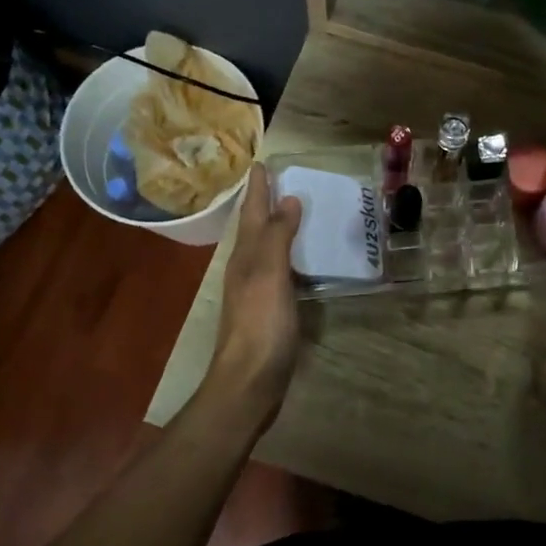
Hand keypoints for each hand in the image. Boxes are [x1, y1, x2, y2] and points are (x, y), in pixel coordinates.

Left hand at [207, 163, 302, 425]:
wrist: (250, 382)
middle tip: (279, 181)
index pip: (253, 213)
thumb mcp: (270, 274)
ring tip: (292, 212)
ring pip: (264, 249)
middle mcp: (247, 268)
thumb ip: (279, 237)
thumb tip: (289, 199)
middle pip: (255, 228)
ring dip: (275, 228)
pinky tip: (299, 261)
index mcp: (246, 256)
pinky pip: (278, 271)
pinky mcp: (269, 311)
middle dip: (264, 204)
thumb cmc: (261, 325)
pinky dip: (287, 256)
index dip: (259, 189)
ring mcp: (256, 291)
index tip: (262, 162)